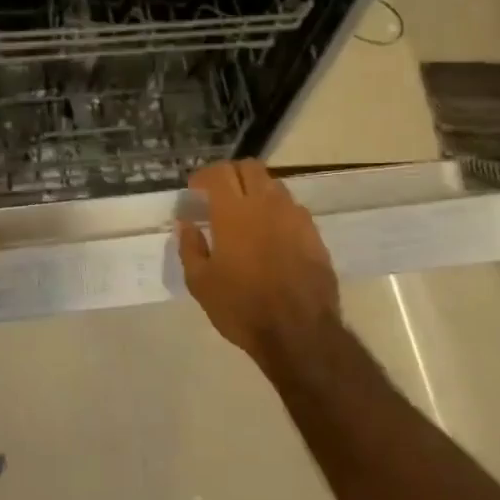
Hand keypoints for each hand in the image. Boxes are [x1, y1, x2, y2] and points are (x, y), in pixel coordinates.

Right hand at [177, 160, 339, 364]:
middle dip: (232, 174)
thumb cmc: (241, 307)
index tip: (195, 190)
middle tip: (219, 195)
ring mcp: (294, 217)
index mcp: (233, 212)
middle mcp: (266, 204)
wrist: (299, 332)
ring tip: (246, 213)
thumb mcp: (201, 283)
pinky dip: (277, 211)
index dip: (204, 176)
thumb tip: (186, 223)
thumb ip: (190, 247)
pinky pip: (292, 209)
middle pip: (250, 168)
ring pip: (274, 185)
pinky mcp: (314, 234)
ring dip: (256, 190)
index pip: (219, 172)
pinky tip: (271, 234)